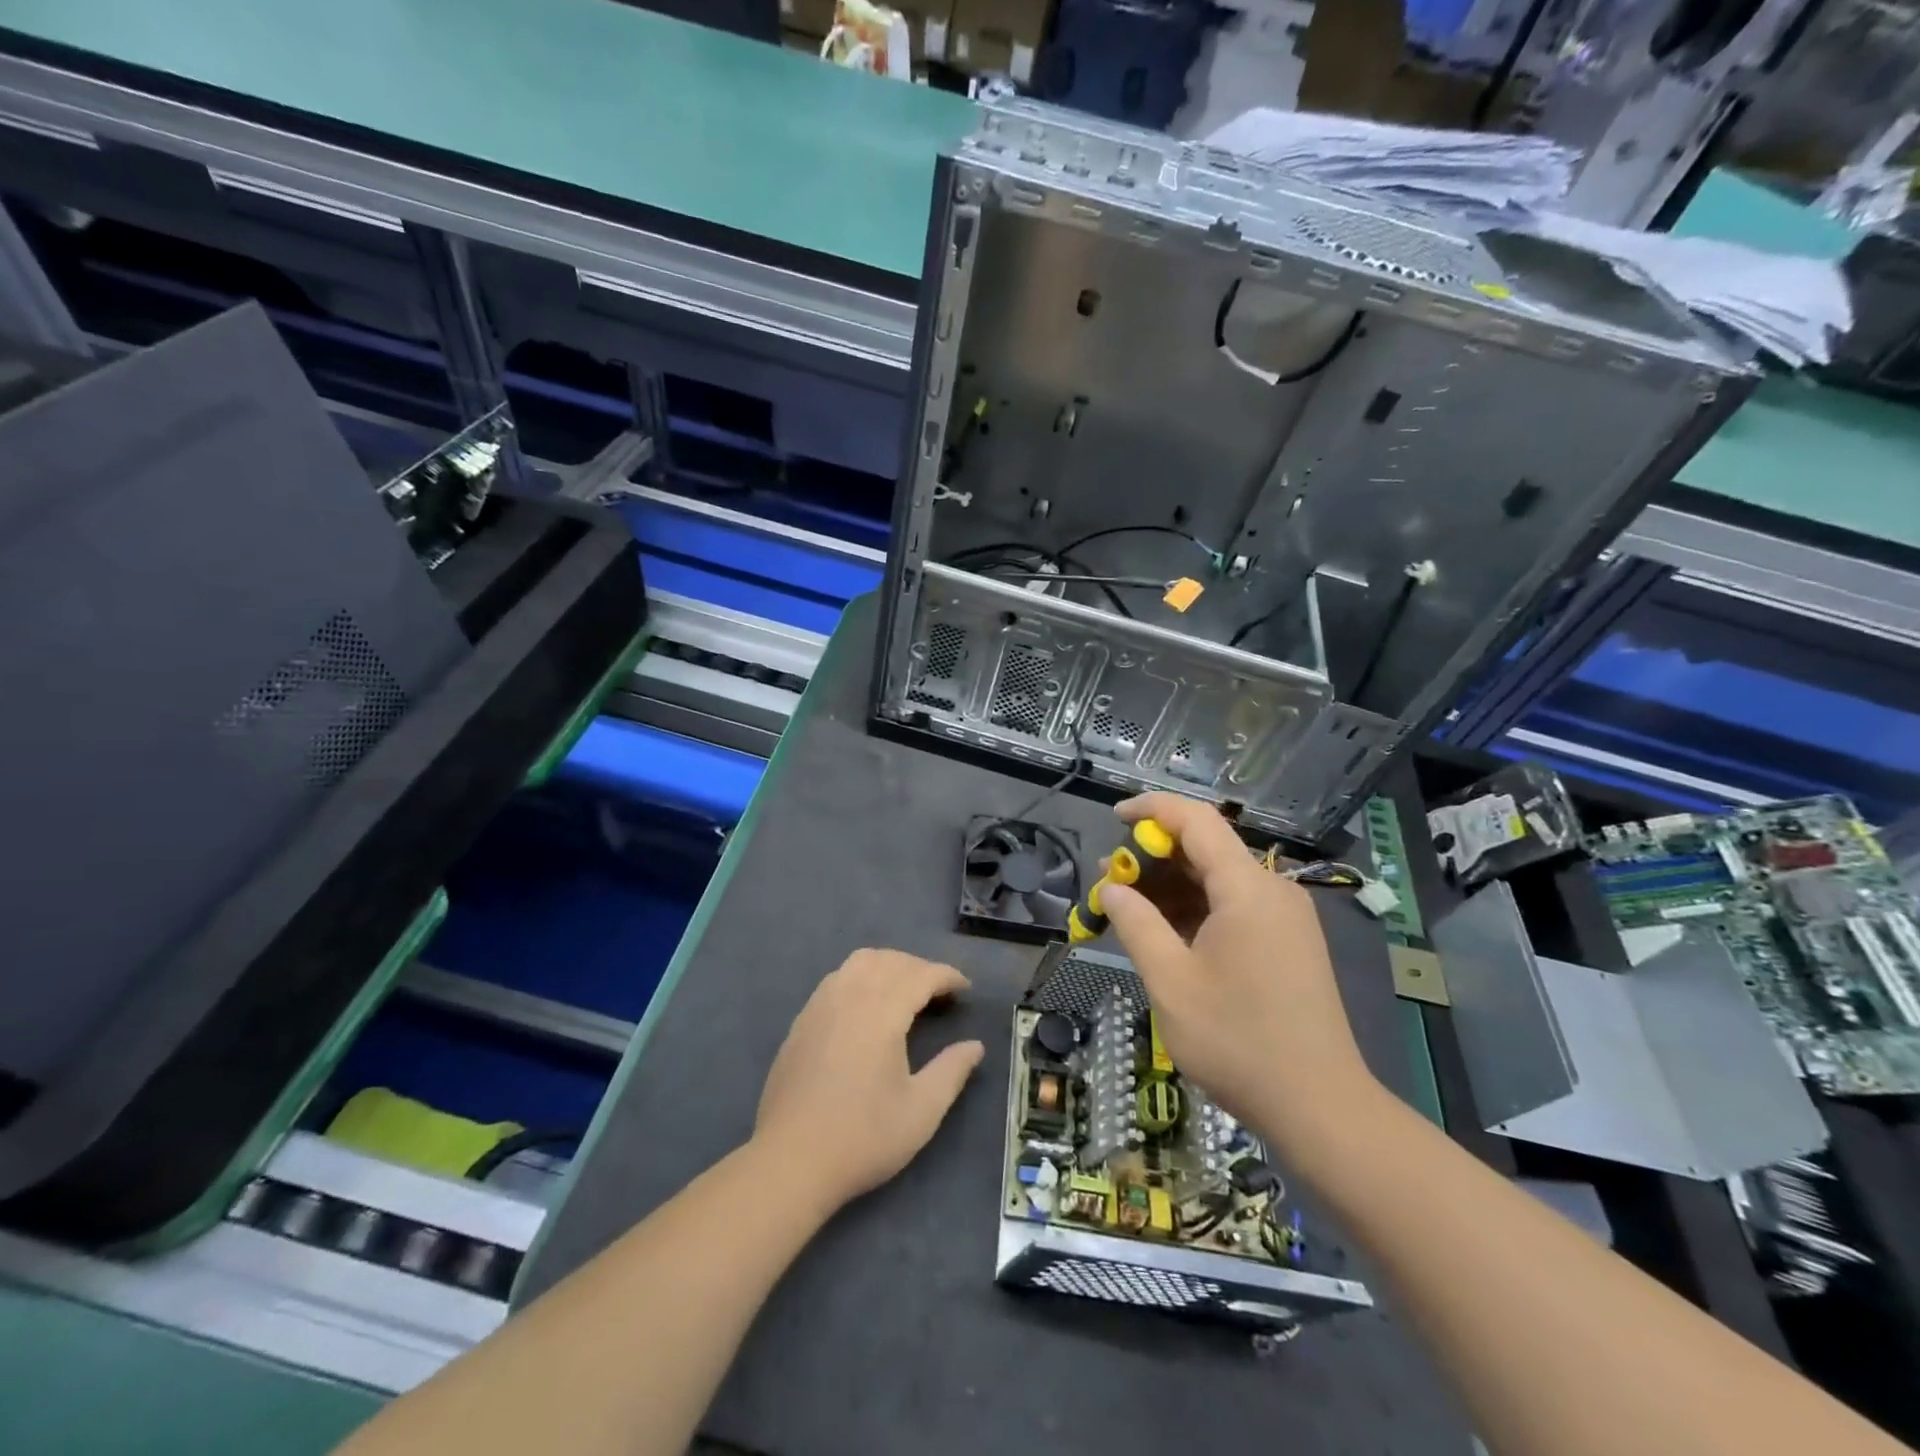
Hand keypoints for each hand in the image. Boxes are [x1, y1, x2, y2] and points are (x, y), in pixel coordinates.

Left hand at [753, 949, 984, 1211]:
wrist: (791, 1161)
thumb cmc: (863, 1137)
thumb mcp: (921, 1111)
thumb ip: (952, 1071)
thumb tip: (975, 1046)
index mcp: (881, 1012)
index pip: (920, 975)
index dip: (947, 976)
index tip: (965, 989)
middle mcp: (849, 996)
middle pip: (890, 961)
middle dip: (920, 967)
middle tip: (940, 993)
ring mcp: (820, 1005)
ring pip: (859, 962)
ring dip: (889, 965)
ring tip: (906, 990)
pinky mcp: (802, 1021)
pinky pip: (837, 978)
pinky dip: (861, 976)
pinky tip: (867, 1005)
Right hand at [1099, 793, 1378, 1149]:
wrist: (1320, 1106)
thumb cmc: (1237, 1041)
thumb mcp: (1171, 981)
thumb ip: (1136, 924)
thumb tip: (1111, 888)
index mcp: (1247, 889)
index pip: (1197, 820)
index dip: (1152, 808)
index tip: (1114, 817)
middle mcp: (1272, 890)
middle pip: (1208, 848)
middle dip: (1155, 856)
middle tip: (1110, 880)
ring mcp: (1285, 917)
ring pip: (1219, 879)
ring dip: (1173, 885)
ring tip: (1128, 907)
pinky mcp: (1288, 943)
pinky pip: (1234, 906)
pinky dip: (1197, 909)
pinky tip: (1166, 932)